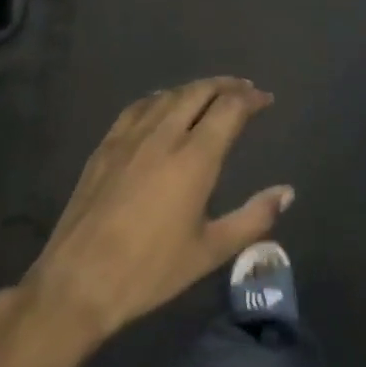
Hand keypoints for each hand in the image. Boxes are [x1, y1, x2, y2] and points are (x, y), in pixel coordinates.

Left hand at [23, 77, 293, 342]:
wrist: (78, 281)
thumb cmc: (150, 270)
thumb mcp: (210, 251)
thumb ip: (253, 218)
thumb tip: (287, 192)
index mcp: (194, 158)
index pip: (229, 109)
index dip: (251, 98)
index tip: (265, 99)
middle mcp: (163, 136)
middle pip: (199, 92)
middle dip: (226, 86)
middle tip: (244, 90)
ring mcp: (129, 138)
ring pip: (168, 95)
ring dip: (195, 89)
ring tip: (211, 94)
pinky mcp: (105, 147)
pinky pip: (138, 108)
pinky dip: (160, 99)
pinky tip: (163, 107)